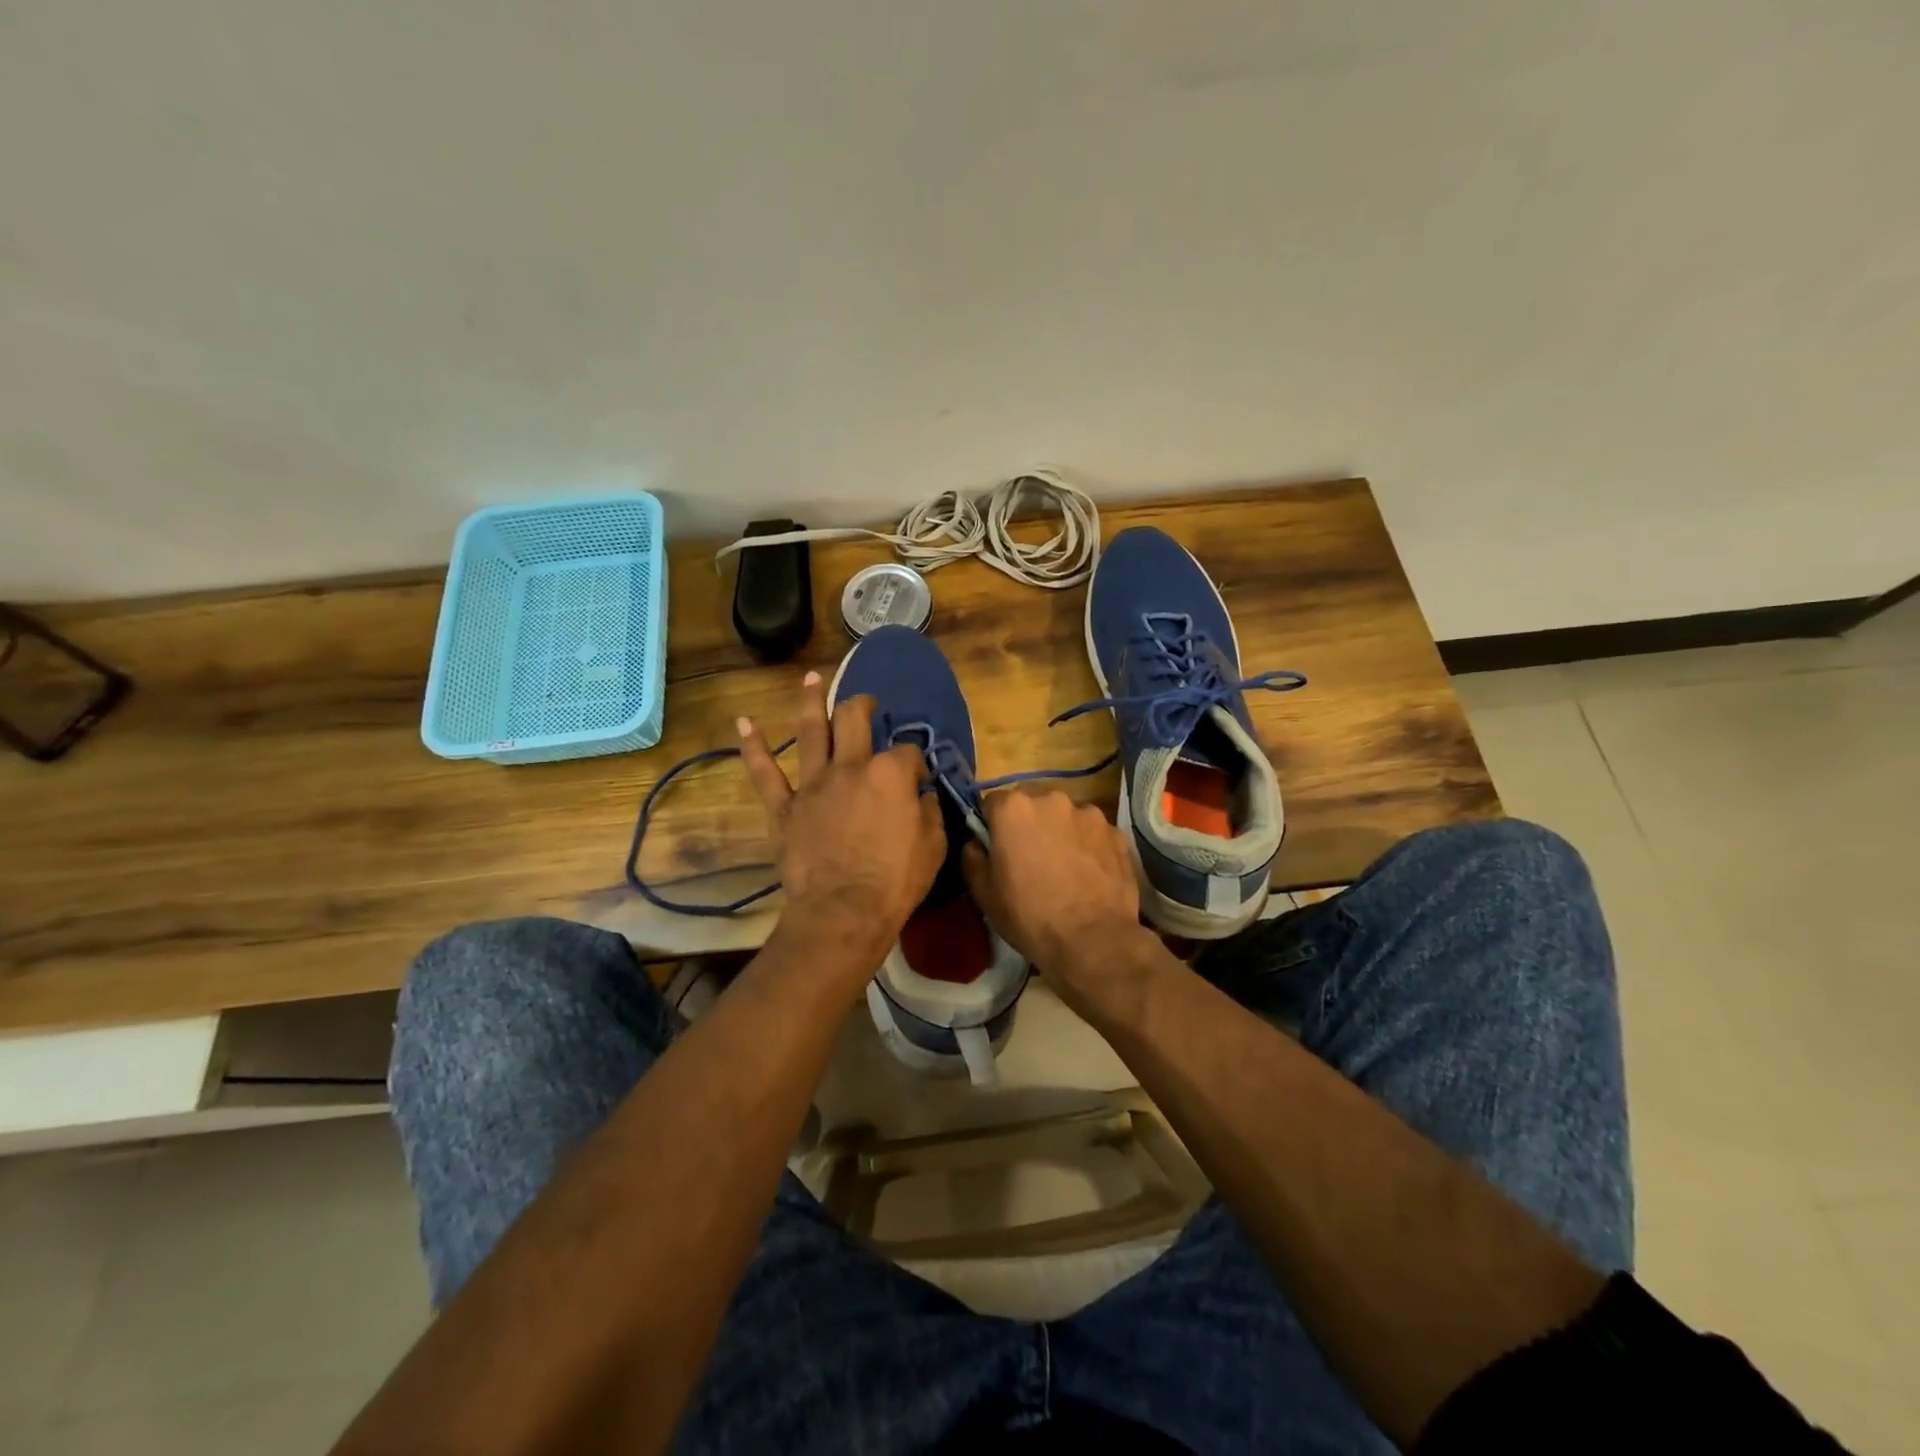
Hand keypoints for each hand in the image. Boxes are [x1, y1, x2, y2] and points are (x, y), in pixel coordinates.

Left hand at [738, 672, 944, 972]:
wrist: (842, 912)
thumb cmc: (895, 882)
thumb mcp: (933, 846)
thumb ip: (928, 811)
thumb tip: (920, 794)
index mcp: (890, 774)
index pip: (907, 752)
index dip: (916, 760)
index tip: (918, 777)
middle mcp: (850, 767)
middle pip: (854, 720)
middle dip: (863, 705)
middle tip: (868, 703)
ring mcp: (813, 784)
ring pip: (810, 731)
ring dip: (811, 701)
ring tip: (812, 679)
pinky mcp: (784, 807)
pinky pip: (764, 773)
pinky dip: (753, 747)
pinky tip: (744, 723)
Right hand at [961, 789, 1154, 1011]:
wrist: (1092, 940)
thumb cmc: (1029, 915)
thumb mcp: (983, 892)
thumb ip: (972, 856)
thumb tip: (975, 841)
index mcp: (1014, 808)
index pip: (993, 803)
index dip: (992, 825)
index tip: (997, 849)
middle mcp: (1052, 799)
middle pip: (1032, 804)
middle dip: (1028, 824)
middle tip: (1030, 859)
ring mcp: (1090, 814)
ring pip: (1066, 817)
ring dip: (1061, 833)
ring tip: (1065, 868)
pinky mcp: (1117, 833)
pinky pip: (1094, 834)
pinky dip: (1089, 847)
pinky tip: (1089, 876)